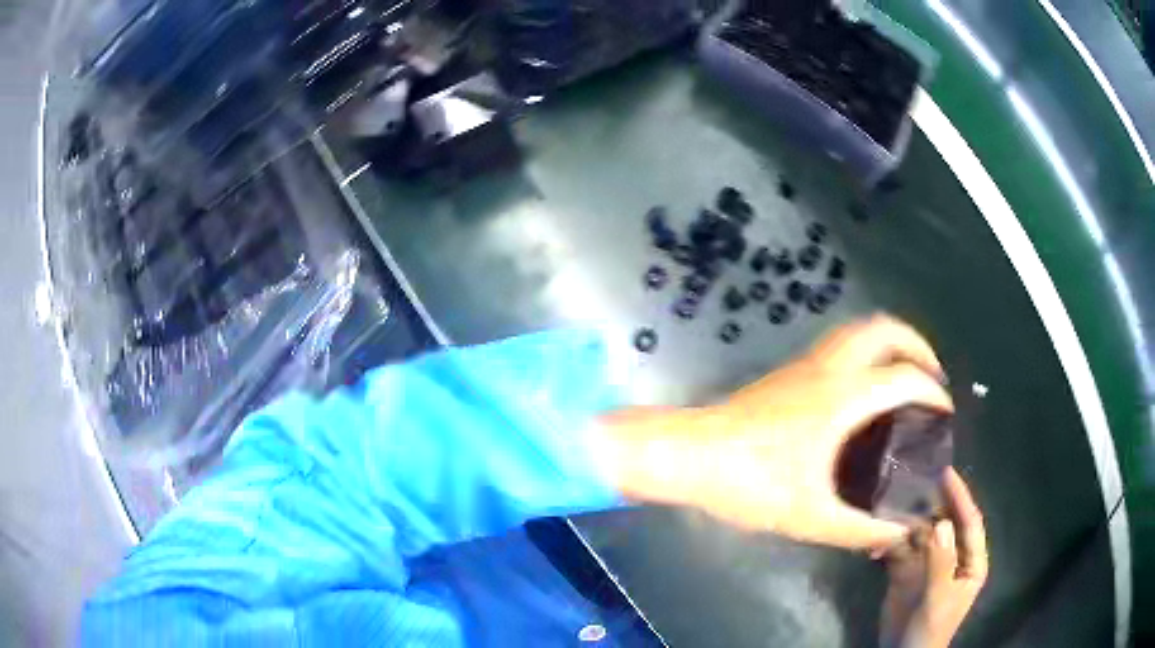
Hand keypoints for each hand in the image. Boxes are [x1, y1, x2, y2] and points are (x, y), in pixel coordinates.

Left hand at [598, 315, 952, 550]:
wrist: (688, 455)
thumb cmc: (750, 483)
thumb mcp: (810, 516)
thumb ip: (859, 529)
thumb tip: (897, 533)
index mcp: (843, 396)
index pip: (905, 378)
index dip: (934, 392)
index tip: (946, 413)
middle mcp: (829, 367)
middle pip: (885, 329)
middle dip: (917, 345)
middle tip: (930, 377)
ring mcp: (806, 363)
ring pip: (859, 330)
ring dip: (890, 344)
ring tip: (903, 378)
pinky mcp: (789, 370)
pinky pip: (840, 345)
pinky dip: (866, 353)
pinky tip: (863, 391)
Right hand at [880, 469, 988, 647]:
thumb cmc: (930, 629)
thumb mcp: (939, 598)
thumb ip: (941, 562)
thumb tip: (940, 523)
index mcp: (970, 562)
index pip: (969, 523)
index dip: (960, 497)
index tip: (945, 473)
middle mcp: (951, 556)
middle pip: (943, 523)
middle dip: (929, 506)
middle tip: (911, 483)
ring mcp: (927, 564)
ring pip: (919, 534)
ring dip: (904, 525)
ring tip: (886, 513)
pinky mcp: (905, 573)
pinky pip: (898, 550)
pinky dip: (887, 545)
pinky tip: (874, 546)